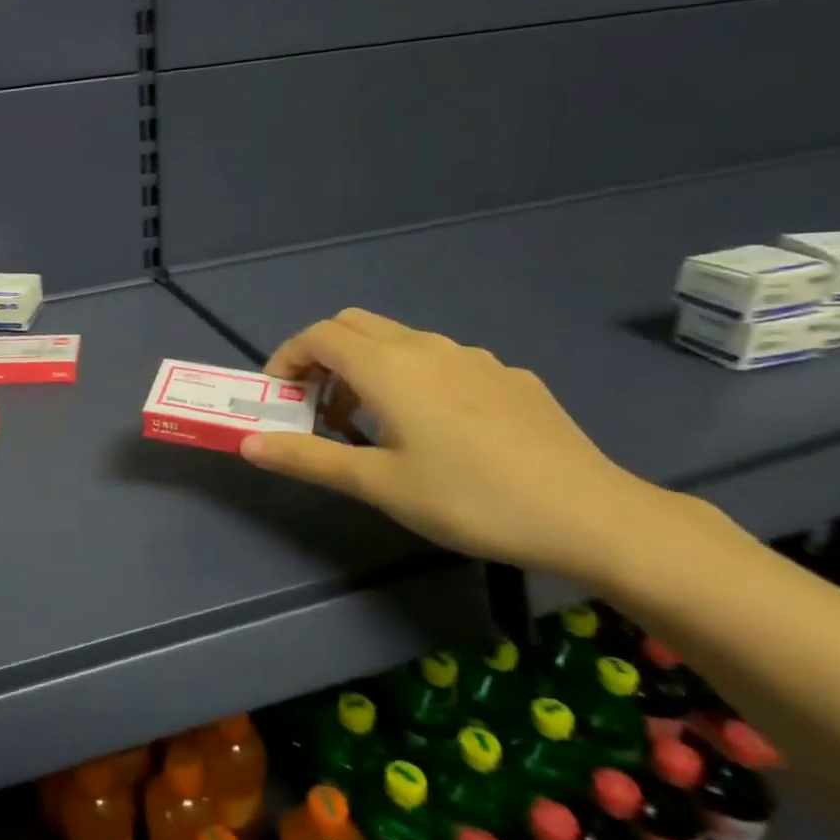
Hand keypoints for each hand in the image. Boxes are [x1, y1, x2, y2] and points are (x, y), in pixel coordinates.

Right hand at [240, 308, 682, 575]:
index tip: (279, 398)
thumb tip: (248, 443)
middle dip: (323, 357)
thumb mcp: (378, 484)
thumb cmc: (469, 499)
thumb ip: (308, 457)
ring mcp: (473, 357)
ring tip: (370, 425)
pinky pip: (442, 361)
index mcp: (388, 366)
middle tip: (317, 407)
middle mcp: (427, 347)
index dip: (287, 359)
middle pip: (354, 325)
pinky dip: (413, 379)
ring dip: (367, 368)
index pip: (318, 336)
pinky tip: (436, 431)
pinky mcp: (508, 376)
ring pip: (400, 341)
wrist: (590, 514)